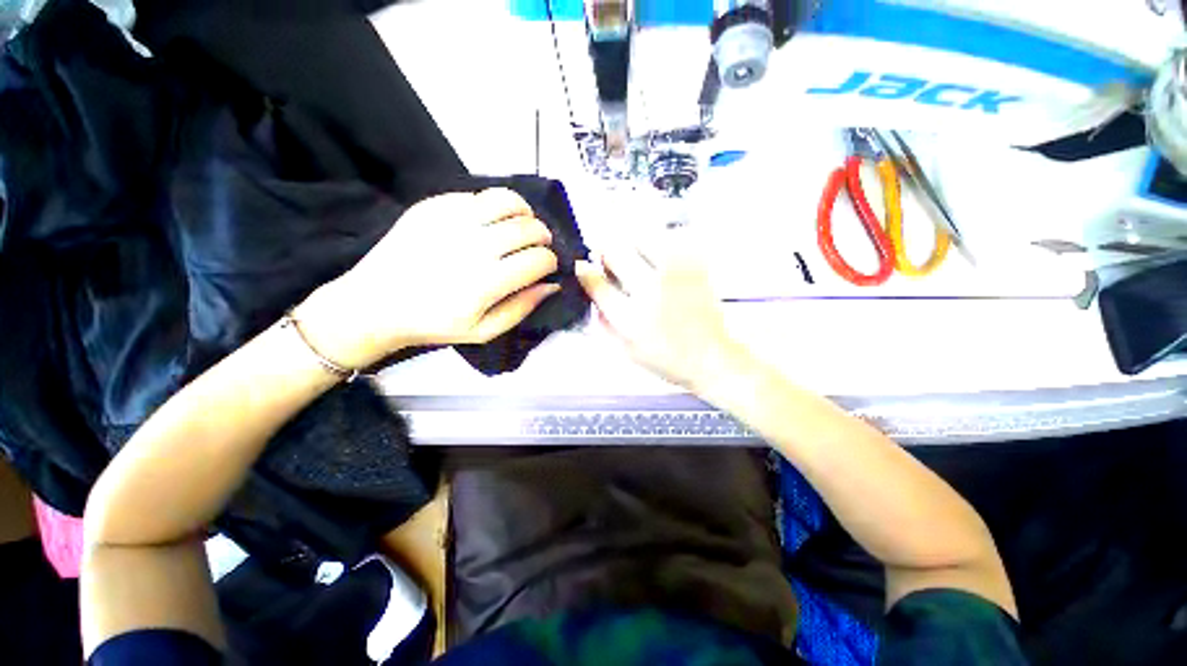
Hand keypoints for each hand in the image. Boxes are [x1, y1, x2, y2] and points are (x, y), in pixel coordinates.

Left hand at [298, 189, 558, 367]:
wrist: (375, 303)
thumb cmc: (434, 323)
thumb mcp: (484, 331)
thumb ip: (522, 308)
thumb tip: (552, 284)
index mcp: (486, 282)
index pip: (539, 260)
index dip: (551, 262)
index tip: (547, 267)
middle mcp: (473, 246)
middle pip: (529, 228)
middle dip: (544, 237)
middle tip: (540, 246)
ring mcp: (451, 220)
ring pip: (507, 200)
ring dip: (524, 213)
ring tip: (522, 225)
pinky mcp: (433, 205)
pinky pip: (478, 195)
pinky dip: (494, 207)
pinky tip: (490, 222)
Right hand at [575, 241, 740, 390]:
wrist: (711, 357)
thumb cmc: (666, 359)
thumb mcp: (626, 351)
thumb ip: (604, 323)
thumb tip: (592, 294)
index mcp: (631, 318)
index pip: (597, 284)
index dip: (585, 272)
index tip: (582, 266)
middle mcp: (650, 291)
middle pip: (616, 253)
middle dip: (605, 252)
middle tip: (607, 258)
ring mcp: (675, 276)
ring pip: (642, 239)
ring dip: (631, 244)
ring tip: (633, 255)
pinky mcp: (695, 267)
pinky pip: (670, 241)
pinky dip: (658, 244)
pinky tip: (657, 259)